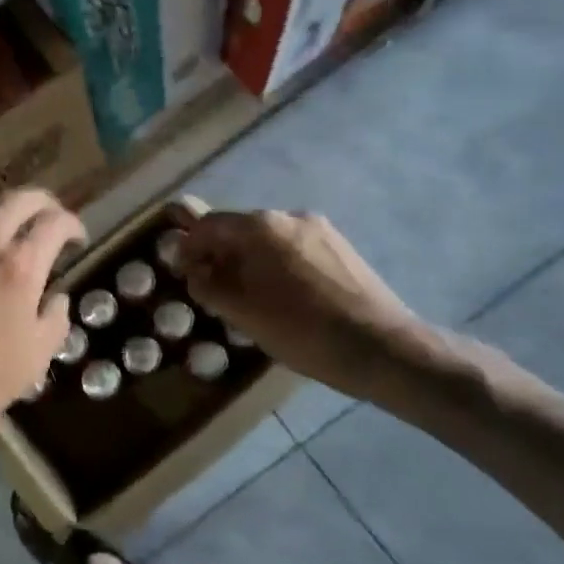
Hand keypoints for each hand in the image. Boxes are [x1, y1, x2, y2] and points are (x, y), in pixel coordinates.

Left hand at [0, 188, 84, 474]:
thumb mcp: (33, 360)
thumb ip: (53, 320)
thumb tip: (56, 299)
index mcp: (16, 267)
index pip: (53, 223)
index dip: (72, 225)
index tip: (77, 239)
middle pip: (17, 199)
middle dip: (43, 203)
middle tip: (51, 220)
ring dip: (6, 210)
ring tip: (16, 229)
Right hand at [179, 208, 431, 404]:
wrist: (381, 347)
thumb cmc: (301, 330)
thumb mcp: (241, 312)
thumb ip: (207, 285)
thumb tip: (194, 270)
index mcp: (261, 226)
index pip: (209, 224)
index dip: (189, 247)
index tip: (182, 272)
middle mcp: (290, 216)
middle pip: (240, 229)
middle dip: (220, 255)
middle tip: (212, 288)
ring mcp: (321, 230)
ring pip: (269, 241)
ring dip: (249, 262)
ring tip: (248, 297)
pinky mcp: (342, 248)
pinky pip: (295, 250)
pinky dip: (277, 266)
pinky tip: (283, 298)